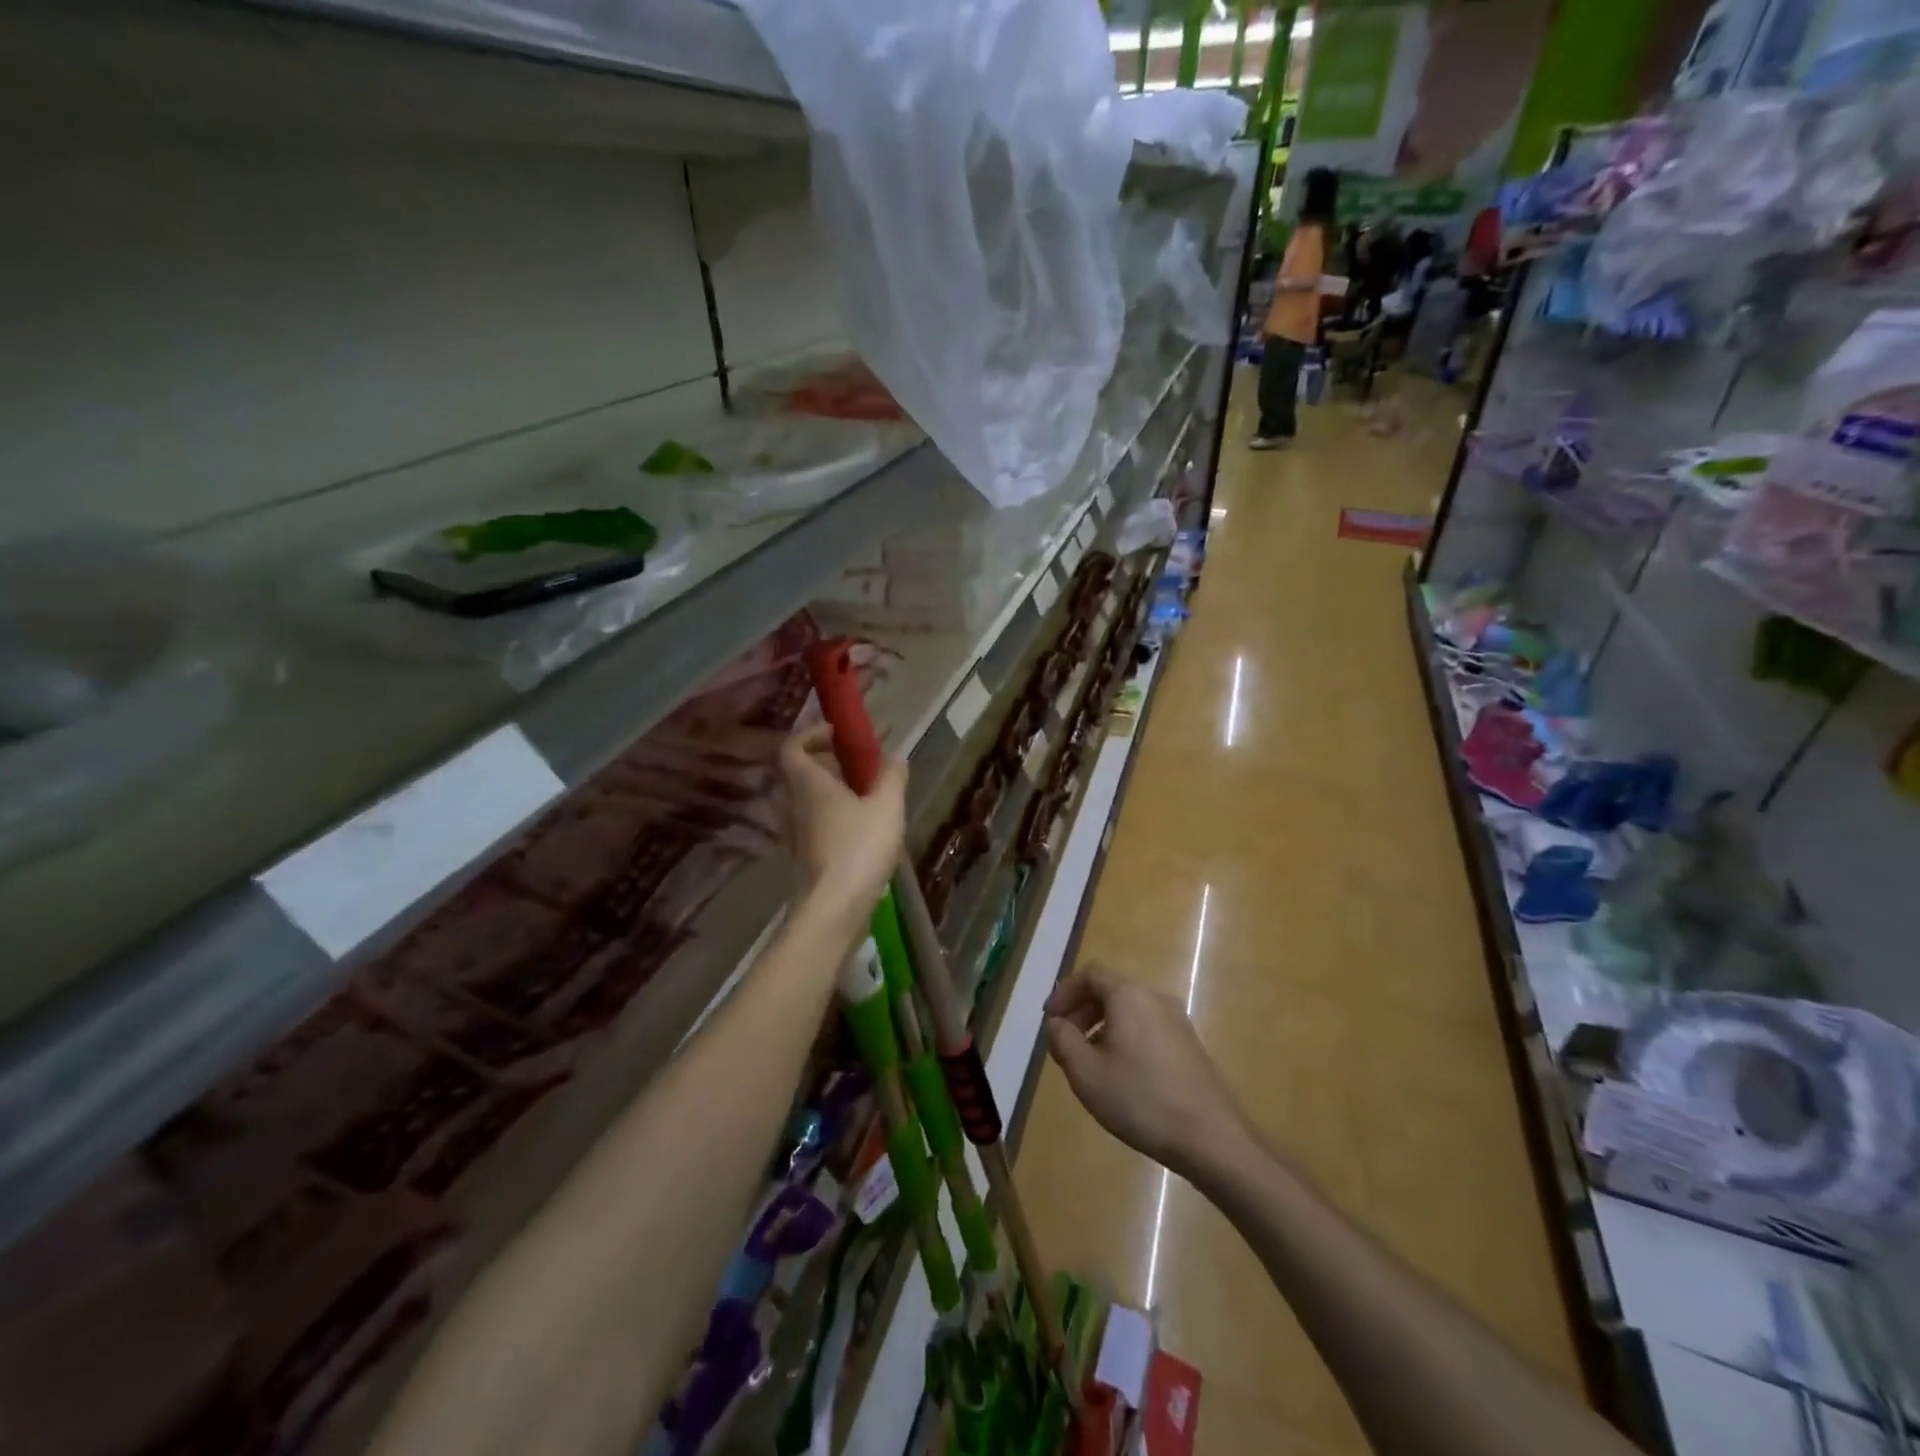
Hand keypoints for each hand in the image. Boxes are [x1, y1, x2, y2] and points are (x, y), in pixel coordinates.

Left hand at [780, 724, 905, 920]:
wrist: (835, 907)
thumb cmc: (859, 847)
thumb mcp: (886, 806)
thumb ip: (892, 777)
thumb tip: (895, 756)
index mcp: (808, 784)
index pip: (792, 746)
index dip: (812, 734)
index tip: (840, 734)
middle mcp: (794, 804)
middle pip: (803, 771)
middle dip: (831, 761)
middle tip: (863, 763)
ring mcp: (797, 832)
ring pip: (811, 798)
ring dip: (836, 789)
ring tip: (871, 794)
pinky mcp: (806, 855)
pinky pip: (818, 821)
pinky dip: (837, 814)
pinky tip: (866, 826)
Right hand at [1044, 963, 1247, 1181]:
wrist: (1212, 1138)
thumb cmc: (1141, 1100)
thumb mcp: (1086, 1074)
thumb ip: (1062, 1041)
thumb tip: (1056, 1024)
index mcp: (1129, 996)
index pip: (1090, 975)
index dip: (1064, 994)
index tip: (1050, 1023)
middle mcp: (1155, 998)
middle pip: (1110, 990)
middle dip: (1082, 1011)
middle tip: (1065, 1043)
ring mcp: (1177, 1021)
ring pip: (1130, 1010)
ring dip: (1102, 1027)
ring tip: (1090, 1063)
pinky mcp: (1190, 1045)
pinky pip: (1148, 1027)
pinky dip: (1126, 1038)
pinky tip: (1122, 1076)